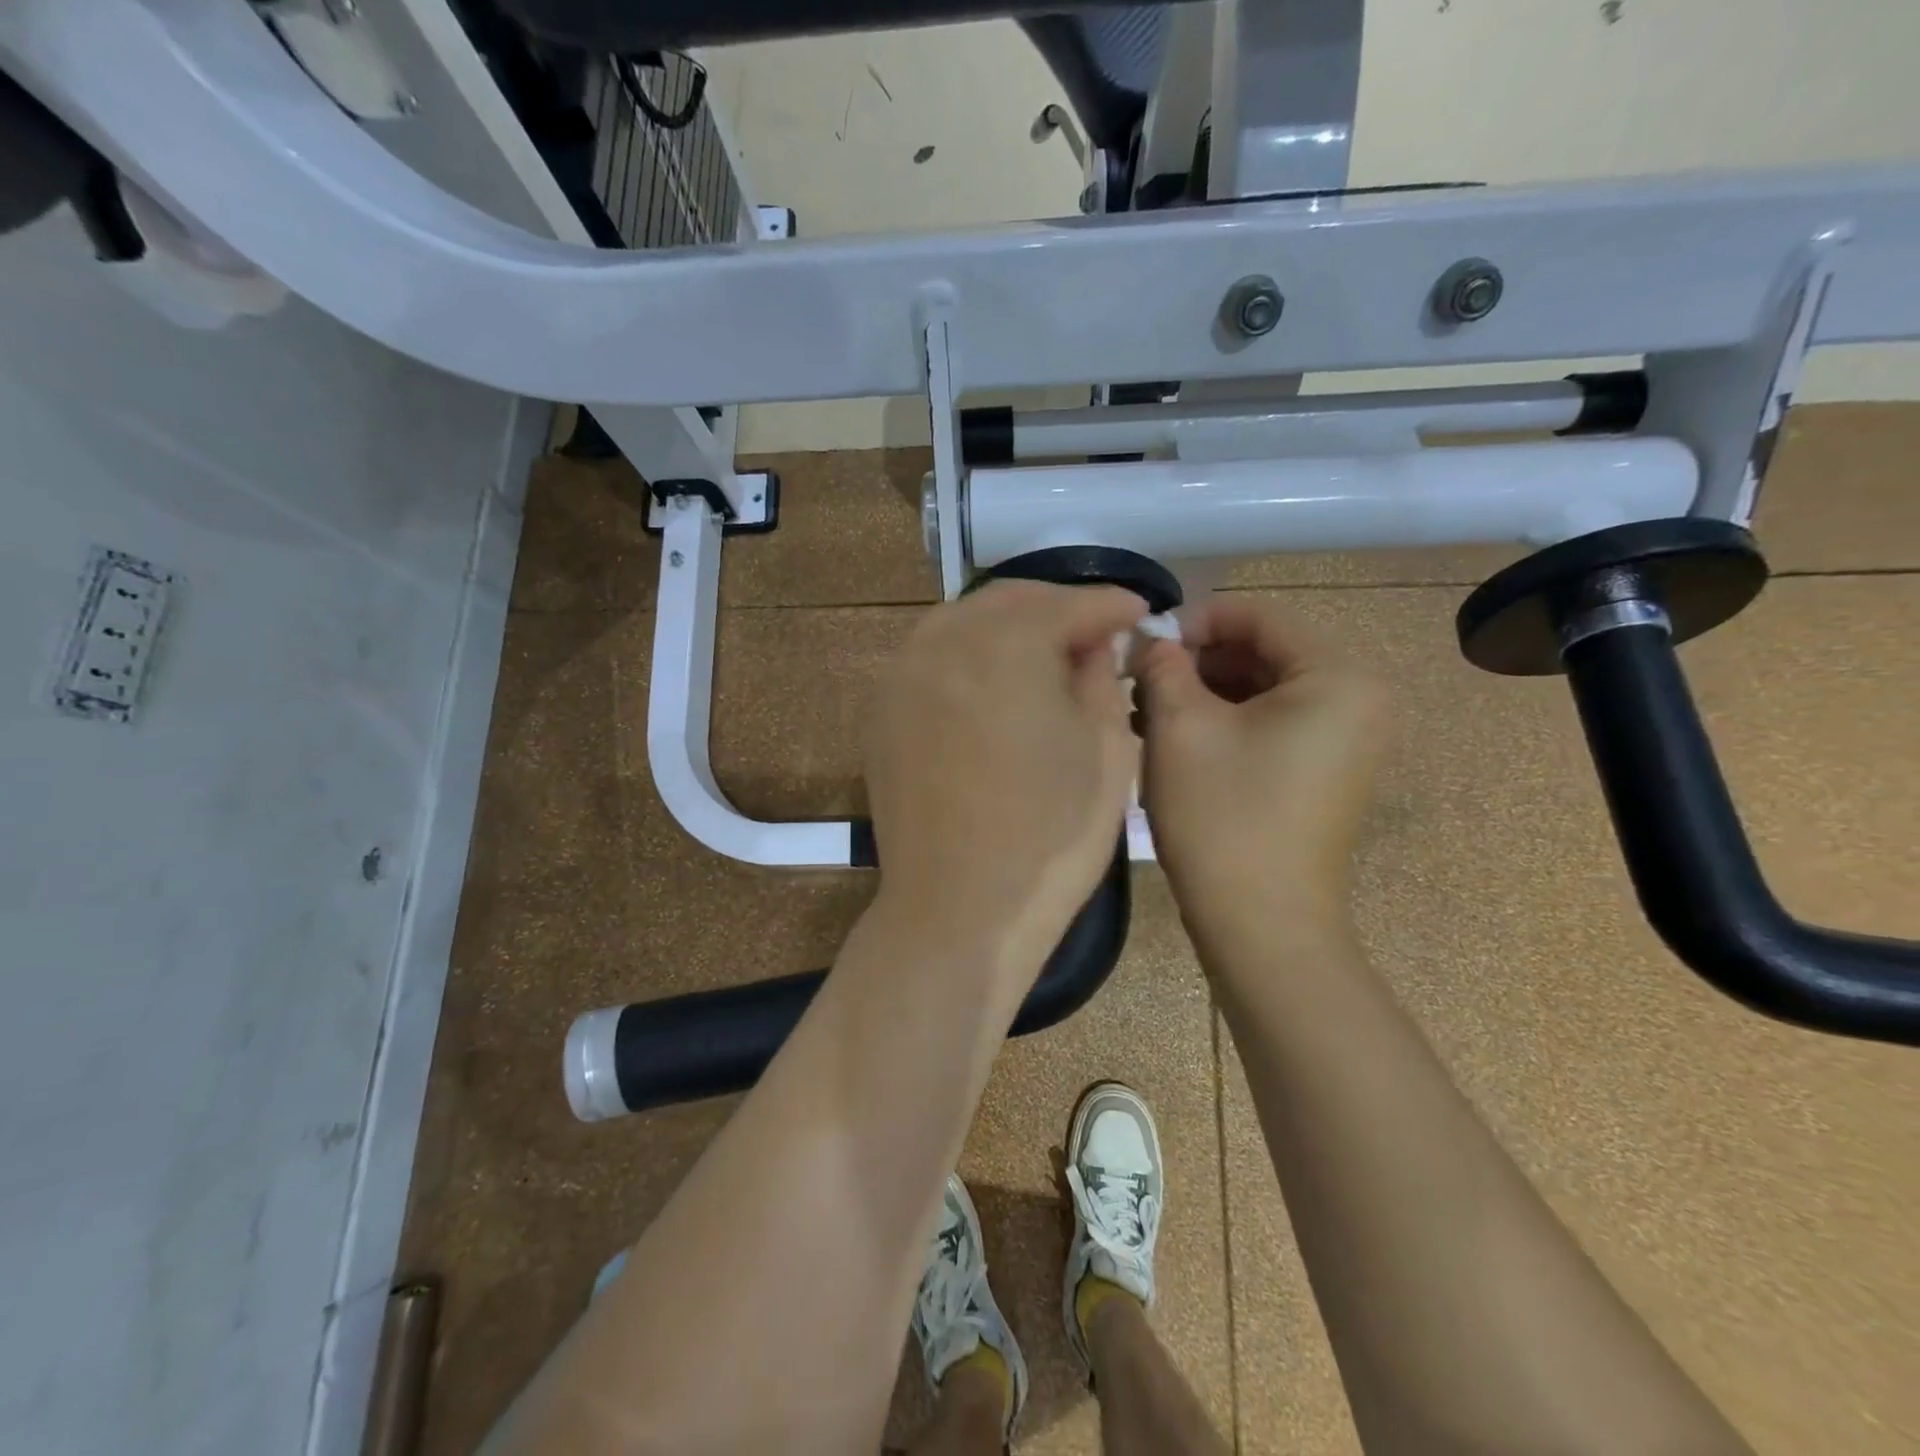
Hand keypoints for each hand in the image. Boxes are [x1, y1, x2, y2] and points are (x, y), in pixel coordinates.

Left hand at [863, 581, 1144, 991]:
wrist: (958, 911)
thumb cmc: (1049, 838)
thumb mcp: (1107, 751)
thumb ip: (1102, 678)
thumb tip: (1092, 646)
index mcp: (1006, 644)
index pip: (1070, 604)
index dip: (1111, 605)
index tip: (1140, 612)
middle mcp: (943, 642)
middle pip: (1009, 600)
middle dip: (1058, 608)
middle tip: (1095, 634)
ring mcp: (902, 675)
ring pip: (962, 621)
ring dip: (1009, 627)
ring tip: (1046, 656)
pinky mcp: (882, 711)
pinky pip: (931, 658)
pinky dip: (968, 655)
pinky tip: (993, 685)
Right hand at [1138, 598, 1388, 948]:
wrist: (1261, 925)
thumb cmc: (1223, 817)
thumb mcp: (1180, 728)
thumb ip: (1163, 666)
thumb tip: (1152, 641)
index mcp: (1337, 676)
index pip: (1257, 615)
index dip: (1193, 620)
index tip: (1141, 644)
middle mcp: (1358, 697)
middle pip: (1262, 650)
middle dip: (1196, 659)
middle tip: (1138, 680)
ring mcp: (1347, 737)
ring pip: (1263, 688)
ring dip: (1203, 691)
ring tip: (1146, 711)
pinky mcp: (1327, 769)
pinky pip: (1273, 721)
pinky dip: (1225, 720)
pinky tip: (1175, 737)